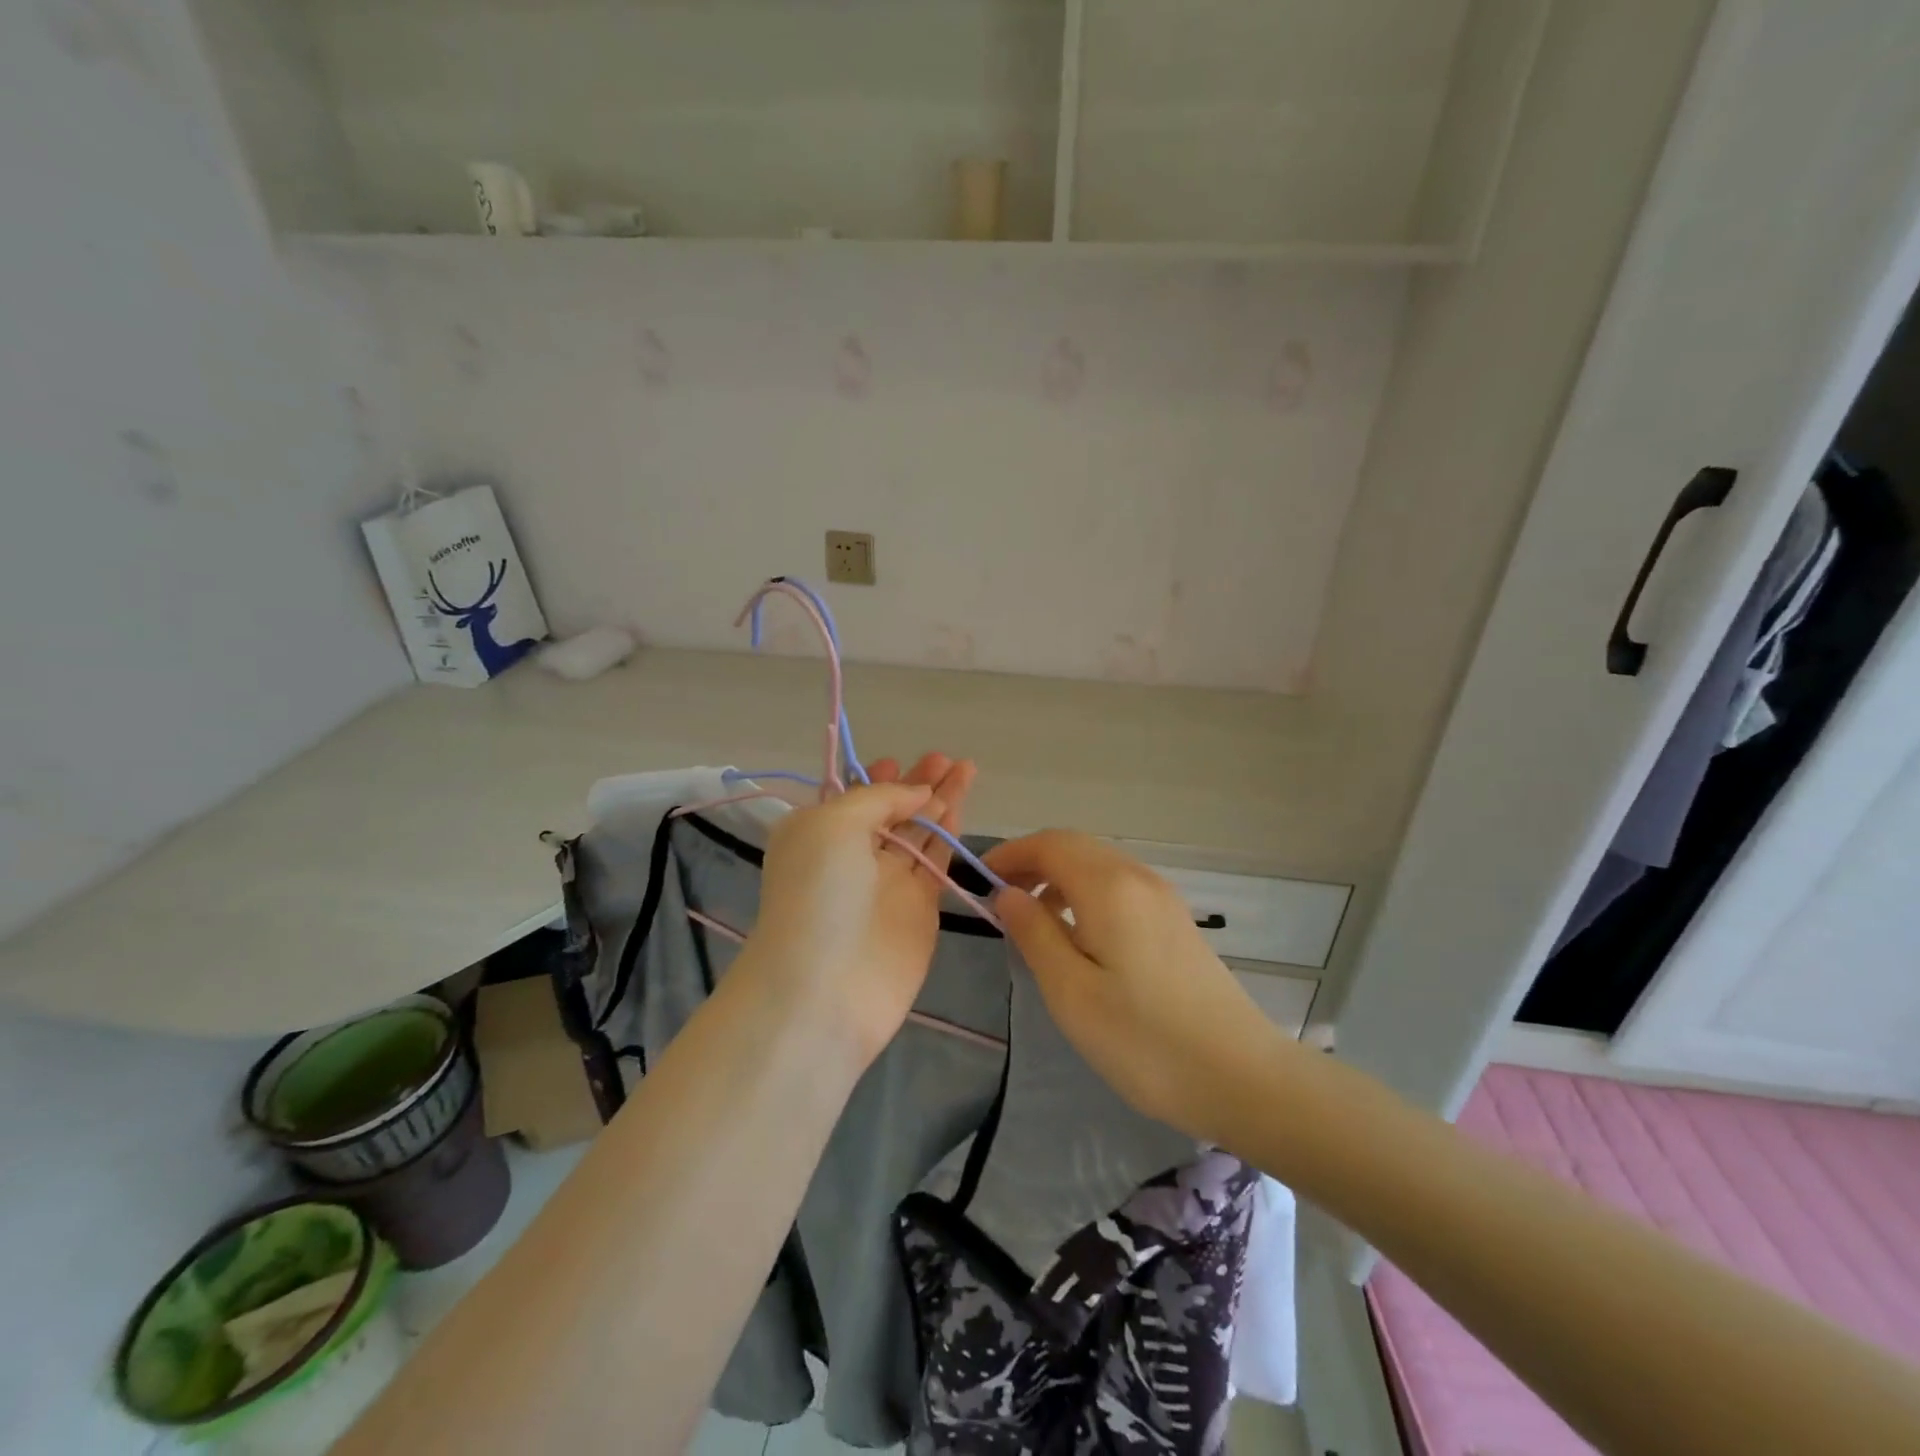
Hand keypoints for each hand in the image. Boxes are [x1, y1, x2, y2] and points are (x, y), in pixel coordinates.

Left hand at [743, 754, 976, 1066]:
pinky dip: (947, 836)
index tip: (899, 761)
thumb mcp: (833, 824)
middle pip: (891, 811)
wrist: (824, 988)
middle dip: (917, 783)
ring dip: (940, 801)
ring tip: (966, 769)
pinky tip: (960, 810)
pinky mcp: (918, 910)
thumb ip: (878, 799)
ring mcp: (887, 884)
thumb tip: (917, 793)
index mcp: (818, 833)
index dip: (878, 778)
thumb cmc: (817, 893)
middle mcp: (851, 856)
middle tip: (946, 758)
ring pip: (919, 833)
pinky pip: (935, 863)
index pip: (853, 797)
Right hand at [985, 830, 1282, 1140]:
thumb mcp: (1071, 993)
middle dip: (1032, 861)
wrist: (1241, 1077)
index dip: (1010, 853)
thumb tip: (1007, 893)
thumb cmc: (1144, 1040)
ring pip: (1098, 864)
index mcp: (1109, 887)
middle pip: (1075, 846)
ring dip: (1059, 876)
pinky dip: (1086, 892)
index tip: (978, 879)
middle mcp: (1138, 877)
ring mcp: (1163, 897)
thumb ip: (1034, 934)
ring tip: (1032, 917)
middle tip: (1000, 897)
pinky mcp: (1175, 920)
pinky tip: (1078, 934)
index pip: (1049, 844)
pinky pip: (1119, 886)